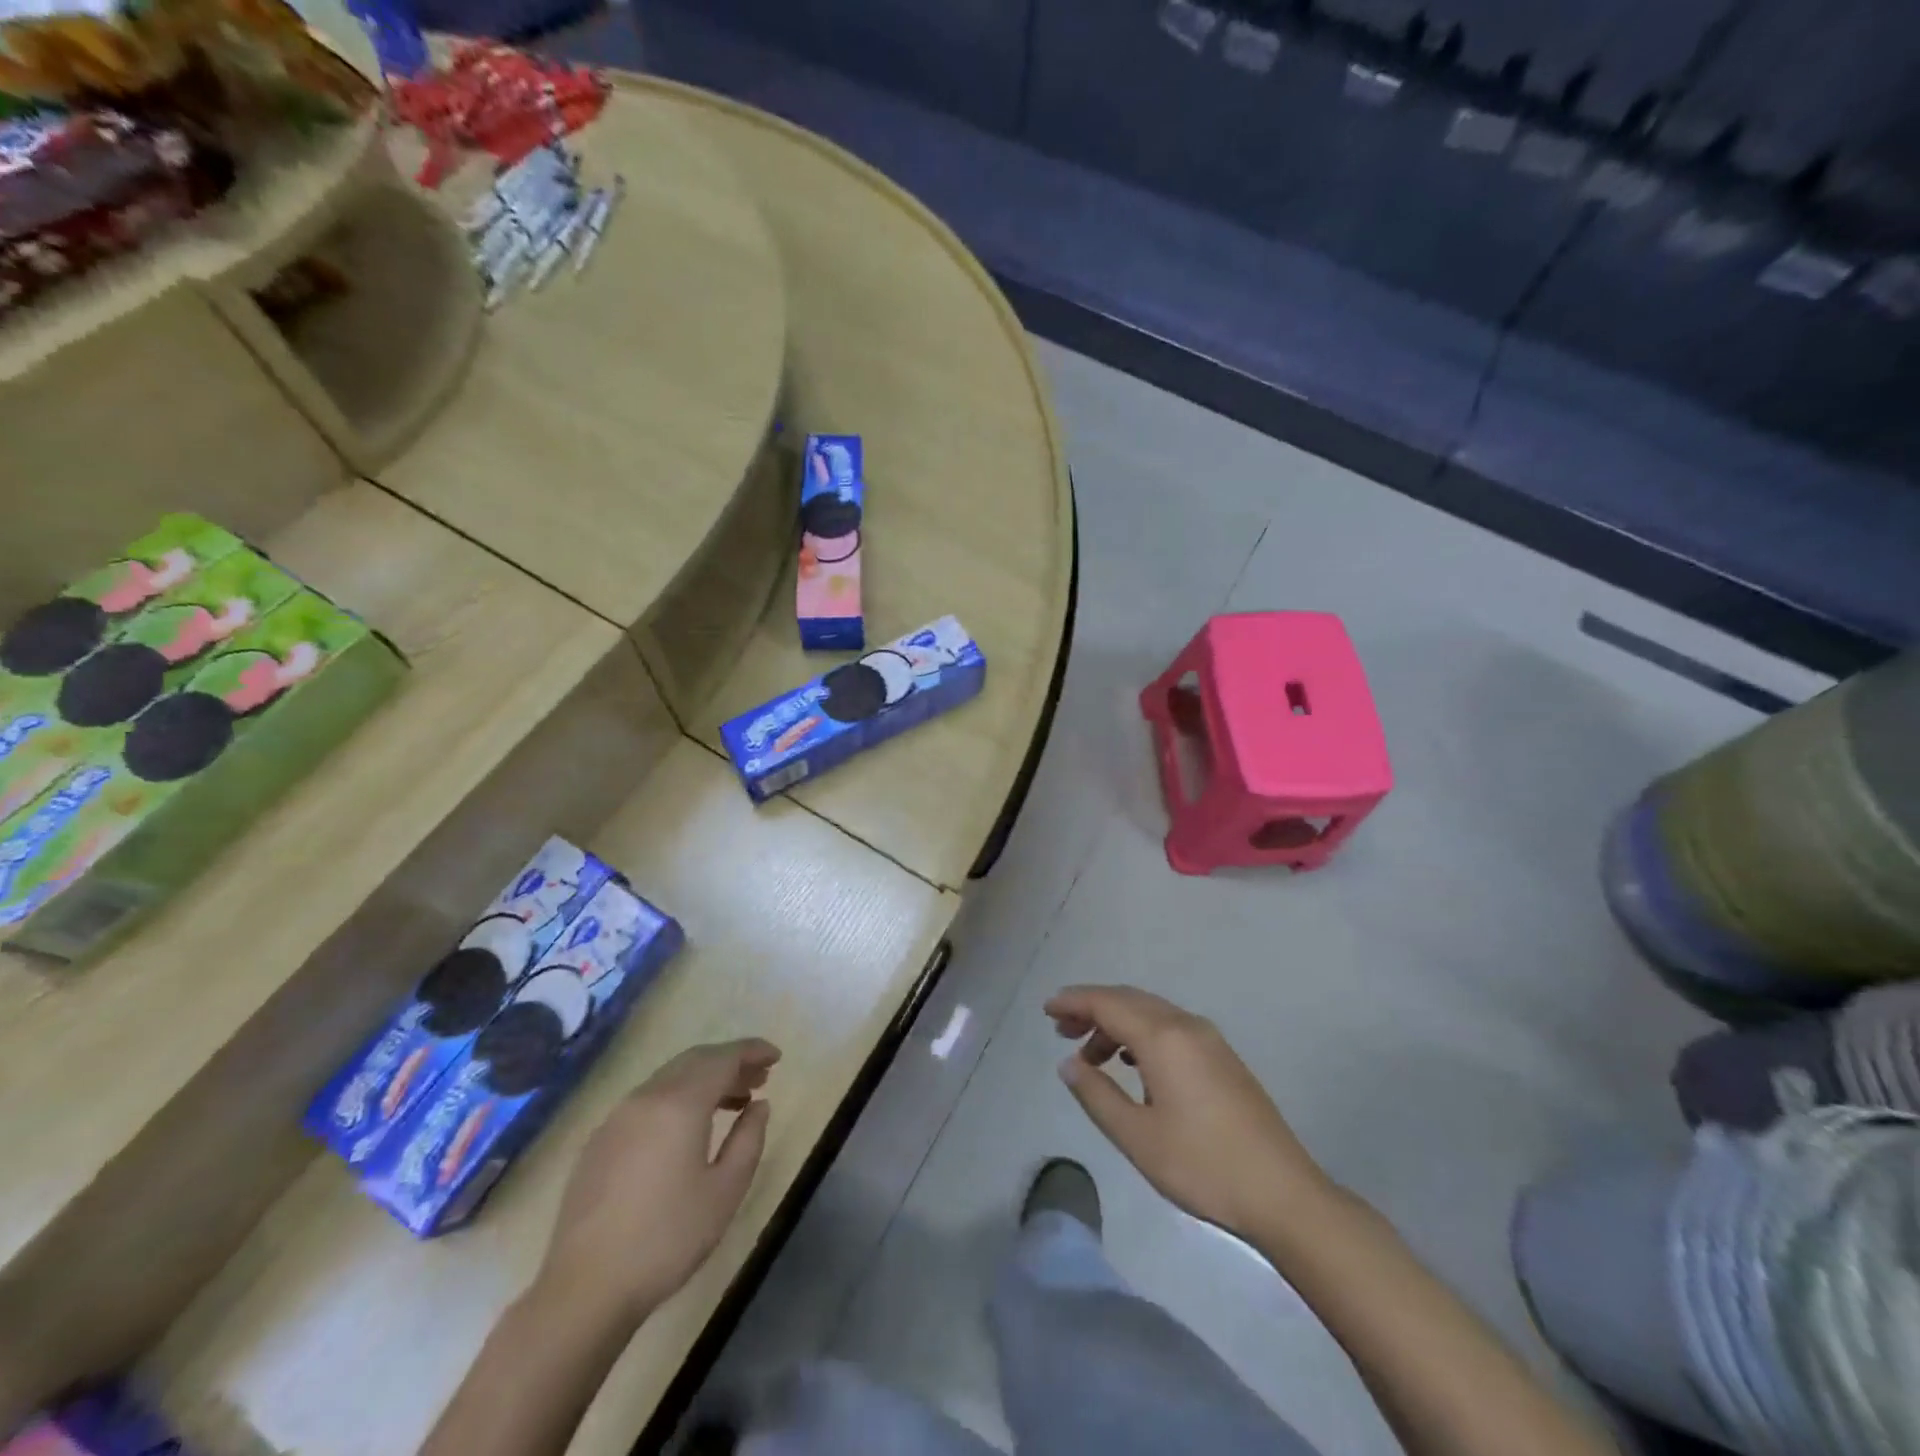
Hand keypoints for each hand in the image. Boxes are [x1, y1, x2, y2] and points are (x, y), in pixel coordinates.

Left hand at [538, 1039, 780, 1327]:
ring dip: (704, 1080)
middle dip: (730, 1063)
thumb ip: (749, 1139)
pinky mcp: (599, 1141)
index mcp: (679, 1103)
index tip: (776, 1056)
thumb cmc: (667, 1239)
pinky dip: (677, 1098)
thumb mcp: (725, 1191)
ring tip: (732, 1103)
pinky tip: (688, 1129)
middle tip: (758, 1079)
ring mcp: (617, 1118)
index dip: (752, 1051)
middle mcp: (646, 1097)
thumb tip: (759, 1106)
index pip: (723, 1058)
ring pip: (669, 1078)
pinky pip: (648, 1100)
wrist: (585, 1290)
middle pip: (695, 1061)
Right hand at [1047, 985, 1331, 1237]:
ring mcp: (1210, 1040)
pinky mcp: (1223, 1058)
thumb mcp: (1137, 1137)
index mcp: (1164, 1038)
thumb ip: (1097, 1095)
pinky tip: (1132, 1063)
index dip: (1074, 1002)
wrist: (1283, 1194)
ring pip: (1151, 1013)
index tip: (1046, 1010)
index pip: (1108, 1003)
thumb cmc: (1202, 1166)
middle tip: (1061, 1029)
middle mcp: (1186, 1026)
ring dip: (1117, 1023)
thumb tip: (1069, 1065)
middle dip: (1092, 1008)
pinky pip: (1171, 1028)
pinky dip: (1141, 1034)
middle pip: (1129, 1000)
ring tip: (1091, 1056)